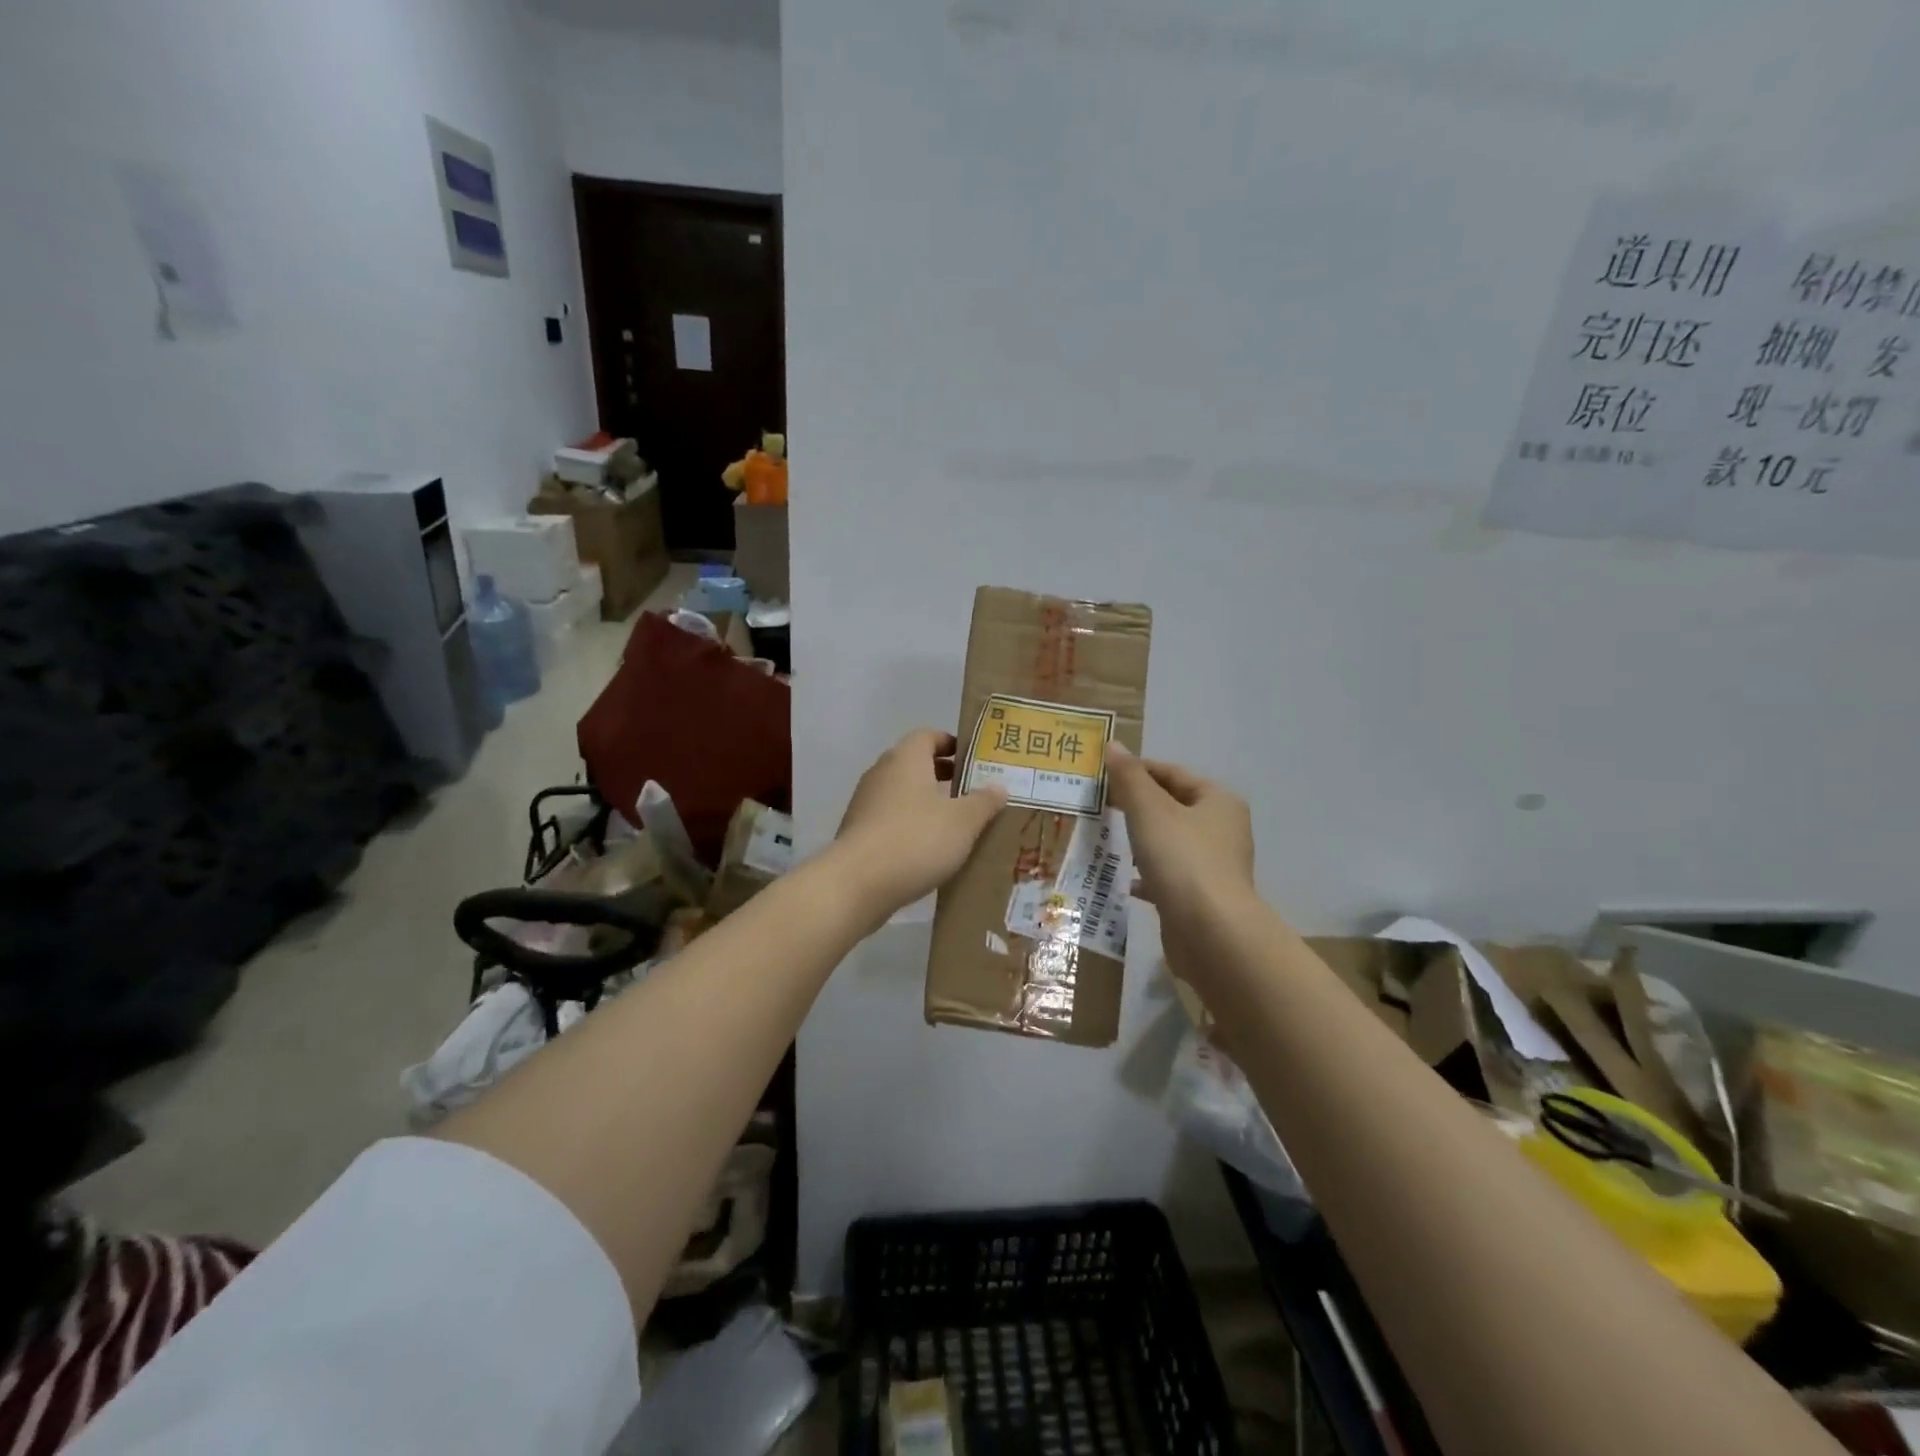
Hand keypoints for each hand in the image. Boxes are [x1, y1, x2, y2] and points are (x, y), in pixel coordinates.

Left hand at [833, 729, 1007, 917]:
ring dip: (928, 805)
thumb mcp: (963, 821)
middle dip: (944, 777)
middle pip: (916, 765)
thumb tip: (999, 786)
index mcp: (906, 759)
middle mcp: (882, 773)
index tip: (975, 761)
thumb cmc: (916, 839)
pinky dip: (911, 828)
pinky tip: (931, 851)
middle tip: (975, 793)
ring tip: (958, 826)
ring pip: (903, 795)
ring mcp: (865, 804)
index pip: (929, 736)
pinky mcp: (859, 833)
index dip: (952, 744)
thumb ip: (983, 801)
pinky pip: (892, 821)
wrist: (856, 884)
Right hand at [1105, 744, 1255, 945]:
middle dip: (1136, 805)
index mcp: (1218, 801)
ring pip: (1169, 842)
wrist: (1210, 932)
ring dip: (1141, 839)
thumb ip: (1129, 778)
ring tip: (1107, 838)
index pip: (1172, 773)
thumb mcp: (1149, 810)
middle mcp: (1222, 829)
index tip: (1102, 775)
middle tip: (1099, 805)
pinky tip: (1125, 880)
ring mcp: (1214, 865)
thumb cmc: (1182, 859)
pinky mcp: (1202, 897)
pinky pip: (1169, 876)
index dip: (1137, 770)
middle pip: (1172, 806)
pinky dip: (1148, 874)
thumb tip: (1113, 745)